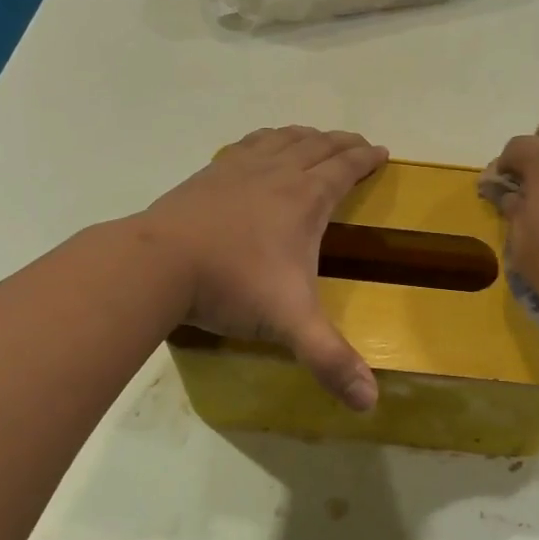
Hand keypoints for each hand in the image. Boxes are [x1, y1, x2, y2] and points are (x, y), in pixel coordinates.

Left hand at [146, 126, 388, 409]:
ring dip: (308, 136)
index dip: (366, 158)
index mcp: (305, 199)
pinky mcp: (210, 172)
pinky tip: (263, 146)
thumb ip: (330, 359)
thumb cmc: (231, 286)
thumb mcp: (288, 323)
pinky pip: (249, 144)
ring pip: (284, 139)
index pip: (344, 168)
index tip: (382, 153)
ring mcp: (241, 169)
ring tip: (317, 138)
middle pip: (318, 146)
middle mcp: (278, 173)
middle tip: (358, 145)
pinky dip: (268, 139)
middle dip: (343, 143)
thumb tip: (370, 403)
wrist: (157, 264)